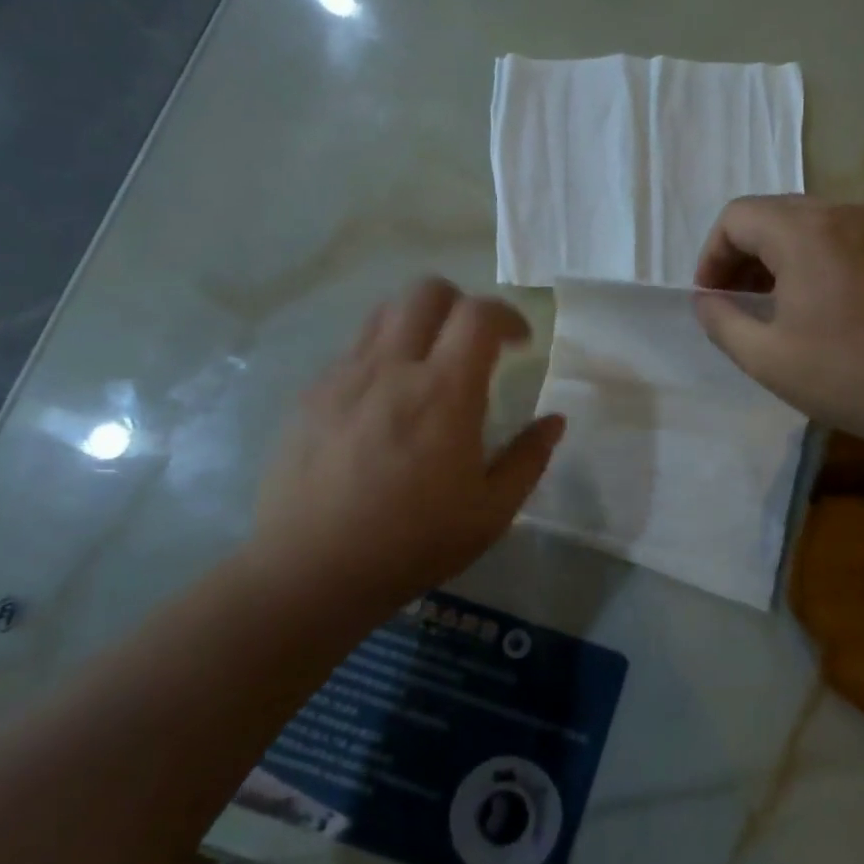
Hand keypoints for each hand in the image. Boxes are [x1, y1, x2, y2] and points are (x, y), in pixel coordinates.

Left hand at [239, 279, 564, 620]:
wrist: (309, 572)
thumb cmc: (412, 544)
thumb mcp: (491, 513)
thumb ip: (528, 459)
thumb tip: (554, 421)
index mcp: (444, 393)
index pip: (479, 314)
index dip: (508, 316)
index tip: (520, 344)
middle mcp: (393, 368)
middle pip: (427, 291)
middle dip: (461, 304)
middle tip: (474, 345)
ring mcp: (345, 376)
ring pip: (385, 312)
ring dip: (419, 323)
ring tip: (429, 365)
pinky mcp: (312, 394)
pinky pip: (354, 350)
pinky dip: (382, 355)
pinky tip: (385, 403)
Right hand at [693, 197, 863, 460]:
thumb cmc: (850, 377)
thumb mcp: (766, 359)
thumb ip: (721, 321)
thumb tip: (706, 300)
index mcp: (806, 231)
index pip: (737, 217)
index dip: (712, 255)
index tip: (711, 297)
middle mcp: (846, 212)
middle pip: (775, 214)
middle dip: (745, 254)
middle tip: (738, 300)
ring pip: (813, 223)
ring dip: (782, 255)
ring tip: (779, 303)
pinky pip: (848, 236)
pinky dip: (821, 257)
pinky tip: (826, 303)